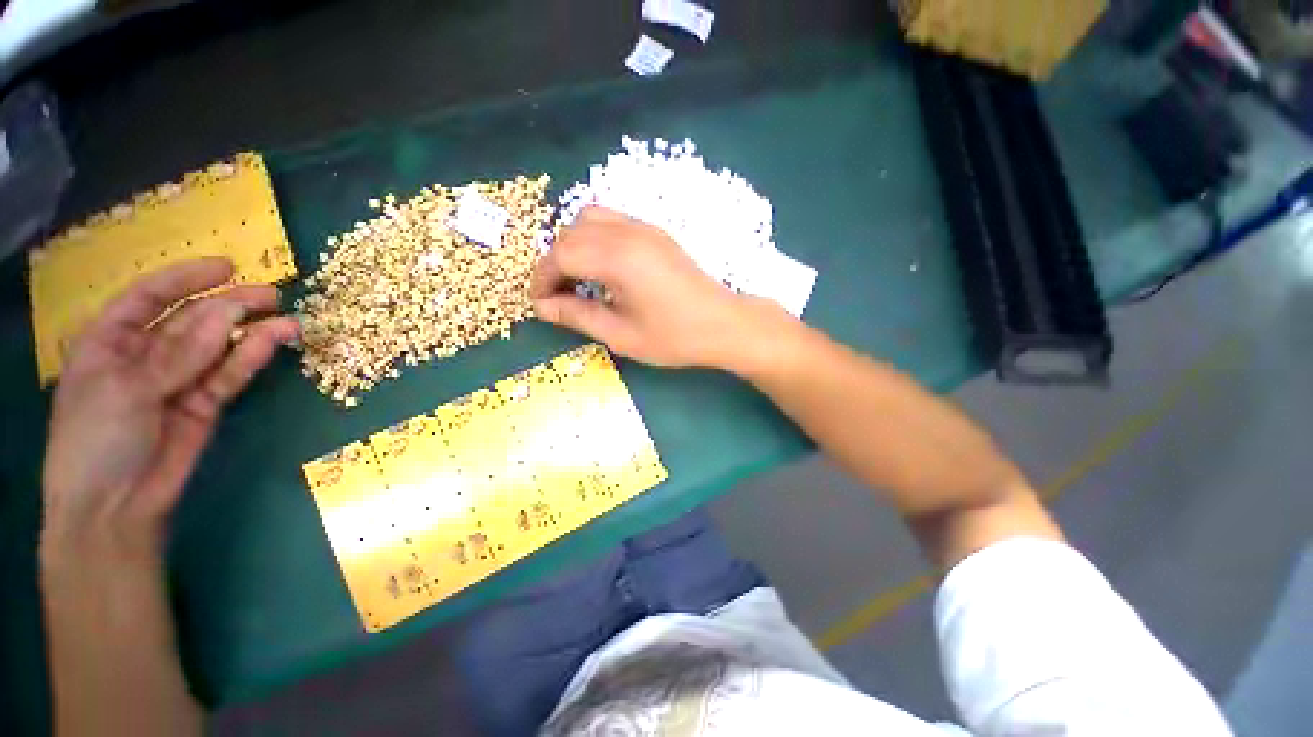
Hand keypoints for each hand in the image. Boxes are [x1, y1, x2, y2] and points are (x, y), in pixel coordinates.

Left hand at [41, 258, 299, 558]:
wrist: (116, 508)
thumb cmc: (97, 442)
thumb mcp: (126, 390)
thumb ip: (178, 353)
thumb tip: (228, 313)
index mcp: (109, 342)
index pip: (148, 297)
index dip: (185, 279)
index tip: (227, 266)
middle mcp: (145, 355)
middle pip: (190, 319)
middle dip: (229, 303)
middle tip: (272, 294)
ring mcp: (178, 380)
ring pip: (217, 345)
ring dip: (251, 330)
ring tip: (287, 318)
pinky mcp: (206, 403)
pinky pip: (230, 373)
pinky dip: (252, 356)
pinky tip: (275, 340)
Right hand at [530, 207, 786, 368]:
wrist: (723, 324)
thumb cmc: (674, 337)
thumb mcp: (621, 334)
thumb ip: (577, 316)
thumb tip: (542, 307)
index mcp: (617, 258)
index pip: (560, 254)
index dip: (542, 278)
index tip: (539, 303)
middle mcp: (627, 232)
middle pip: (571, 233)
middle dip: (554, 263)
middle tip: (557, 296)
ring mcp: (644, 228)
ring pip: (589, 220)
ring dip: (573, 246)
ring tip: (577, 280)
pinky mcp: (655, 233)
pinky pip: (612, 222)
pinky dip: (594, 240)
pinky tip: (602, 269)